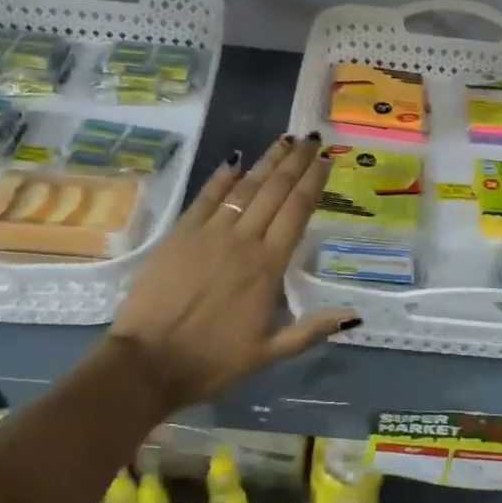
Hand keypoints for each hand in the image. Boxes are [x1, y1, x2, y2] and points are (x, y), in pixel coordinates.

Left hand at [108, 135, 358, 408]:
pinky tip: (234, 161)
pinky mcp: (181, 234)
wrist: (147, 363)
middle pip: (275, 191)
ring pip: (245, 188)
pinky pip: (206, 197)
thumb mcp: (269, 353)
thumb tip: (354, 313)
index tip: (325, 160)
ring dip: (267, 162)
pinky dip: (222, 178)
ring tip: (284, 140)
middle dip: (295, 162)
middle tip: (311, 139)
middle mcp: (244, 240)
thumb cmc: (212, 361)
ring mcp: (210, 233)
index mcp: (268, 266)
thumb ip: (311, 329)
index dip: (313, 182)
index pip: (297, 211)